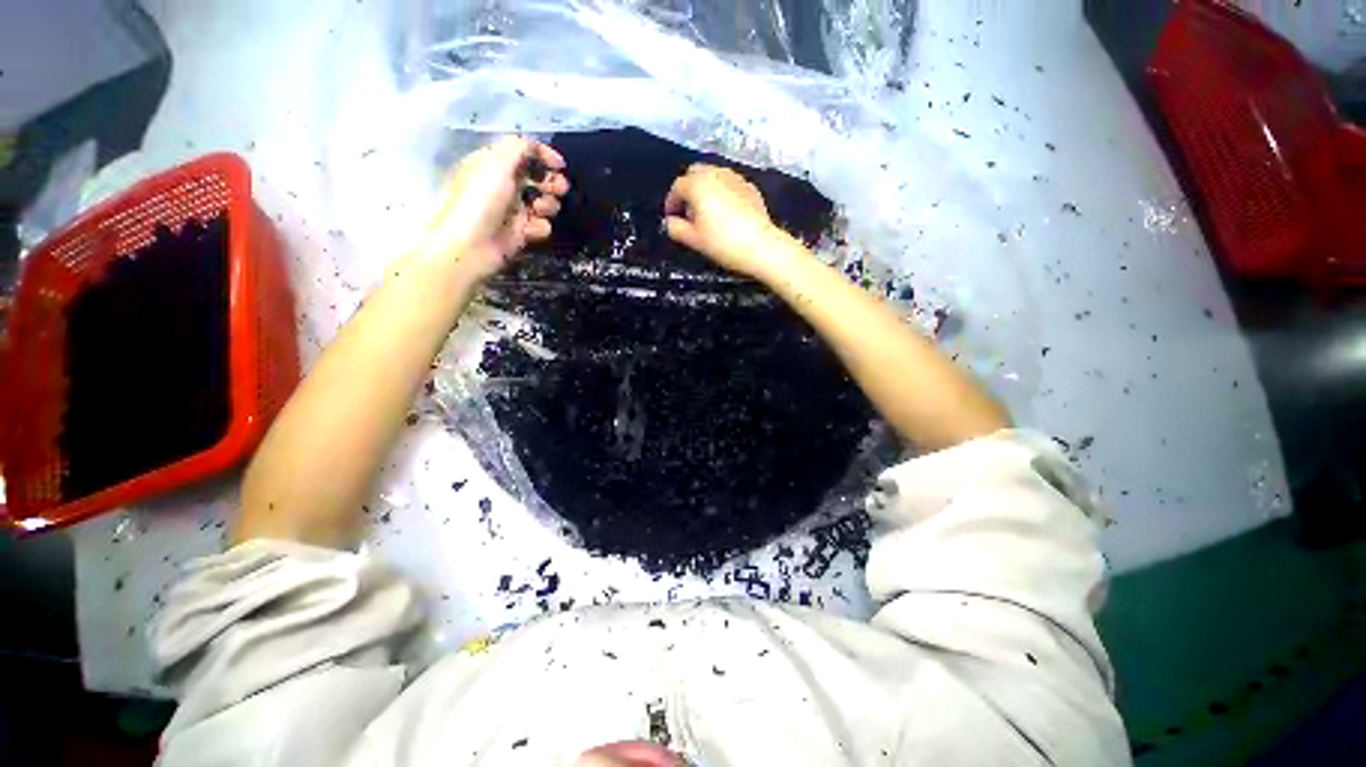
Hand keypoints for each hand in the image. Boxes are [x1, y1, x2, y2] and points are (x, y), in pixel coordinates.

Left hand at [419, 137, 568, 278]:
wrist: (470, 246)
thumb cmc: (480, 200)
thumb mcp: (496, 163)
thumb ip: (518, 149)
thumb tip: (536, 147)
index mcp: (493, 164)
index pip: (523, 152)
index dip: (542, 155)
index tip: (559, 164)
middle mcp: (504, 185)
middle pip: (537, 177)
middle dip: (551, 182)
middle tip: (559, 189)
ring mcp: (512, 210)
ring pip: (543, 202)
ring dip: (548, 205)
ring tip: (540, 210)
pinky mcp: (520, 233)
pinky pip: (540, 226)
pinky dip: (539, 227)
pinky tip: (530, 230)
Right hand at [664, 164, 786, 279]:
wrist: (760, 246)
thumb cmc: (723, 243)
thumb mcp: (693, 240)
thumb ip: (676, 228)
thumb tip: (670, 222)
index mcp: (698, 184)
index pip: (677, 187)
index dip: (671, 202)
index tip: (671, 217)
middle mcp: (715, 173)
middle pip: (695, 173)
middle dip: (688, 190)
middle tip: (688, 212)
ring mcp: (735, 178)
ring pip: (713, 176)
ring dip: (705, 189)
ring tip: (706, 212)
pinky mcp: (749, 187)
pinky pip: (729, 184)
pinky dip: (722, 193)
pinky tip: (725, 213)